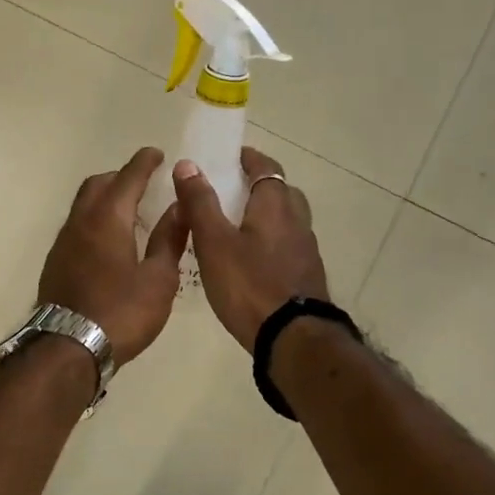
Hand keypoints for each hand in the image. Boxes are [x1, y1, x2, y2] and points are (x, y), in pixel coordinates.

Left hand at [39, 147, 188, 363]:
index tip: (157, 154)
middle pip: (98, 185)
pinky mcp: (55, 261)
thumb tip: (178, 206)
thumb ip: (169, 238)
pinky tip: (109, 241)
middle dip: (120, 177)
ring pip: (83, 205)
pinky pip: (76, 226)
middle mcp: (81, 222)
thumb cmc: (121, 312)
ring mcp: (63, 242)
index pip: (127, 178)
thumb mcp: (158, 279)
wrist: (68, 347)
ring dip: (104, 198)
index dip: (144, 163)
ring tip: (129, 211)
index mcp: (108, 218)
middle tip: (143, 182)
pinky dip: (94, 220)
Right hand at [172, 146, 329, 349]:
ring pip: (286, 220)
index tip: (231, 155)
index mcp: (275, 206)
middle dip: (258, 186)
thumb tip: (187, 164)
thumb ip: (200, 203)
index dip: (249, 159)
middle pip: (281, 192)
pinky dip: (270, 242)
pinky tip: (251, 260)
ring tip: (236, 227)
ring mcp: (306, 251)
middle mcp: (296, 222)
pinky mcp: (306, 276)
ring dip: (265, 215)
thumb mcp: (214, 242)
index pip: (266, 168)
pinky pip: (287, 246)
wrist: (293, 339)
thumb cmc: (249, 285)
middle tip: (230, 190)